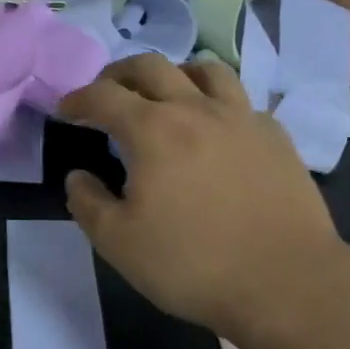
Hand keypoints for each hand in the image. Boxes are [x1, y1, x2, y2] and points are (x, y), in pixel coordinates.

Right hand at [59, 54, 349, 339]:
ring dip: (173, 75)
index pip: (103, 96)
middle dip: (119, 74)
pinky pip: (240, 100)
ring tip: (164, 96)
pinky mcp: (276, 137)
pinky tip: (214, 129)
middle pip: (151, 66)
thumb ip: (87, 203)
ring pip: (205, 70)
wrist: (285, 282)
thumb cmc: (191, 264)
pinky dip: (216, 102)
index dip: (78, 99)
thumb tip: (78, 176)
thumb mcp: (118, 243)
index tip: (65, 111)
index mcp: (152, 130)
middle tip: (106, 93)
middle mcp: (196, 109)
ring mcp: (242, 118)